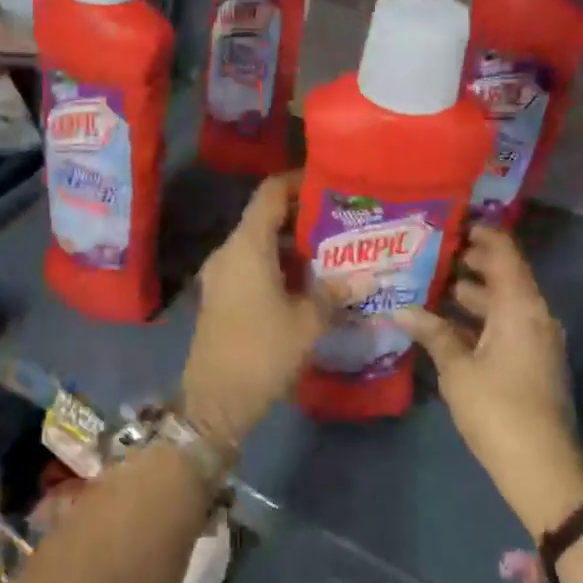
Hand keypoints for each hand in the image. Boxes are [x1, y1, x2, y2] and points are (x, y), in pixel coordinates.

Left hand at [181, 172, 333, 452]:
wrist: (215, 400)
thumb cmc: (262, 351)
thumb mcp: (308, 321)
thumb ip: (335, 292)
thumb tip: (367, 278)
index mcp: (247, 245)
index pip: (270, 193)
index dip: (297, 181)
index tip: (328, 183)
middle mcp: (229, 251)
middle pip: (265, 217)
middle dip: (302, 216)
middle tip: (341, 220)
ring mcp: (221, 274)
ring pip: (259, 243)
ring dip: (292, 243)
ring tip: (332, 250)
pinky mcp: (221, 295)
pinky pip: (251, 265)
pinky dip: (278, 264)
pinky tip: (308, 280)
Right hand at [395, 226, 582, 535]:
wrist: (540, 467)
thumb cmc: (497, 408)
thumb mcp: (457, 368)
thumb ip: (432, 332)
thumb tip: (401, 309)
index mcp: (520, 308)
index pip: (505, 255)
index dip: (483, 235)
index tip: (454, 220)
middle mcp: (534, 316)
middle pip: (504, 276)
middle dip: (471, 261)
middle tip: (433, 249)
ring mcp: (536, 341)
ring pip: (503, 303)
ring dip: (473, 292)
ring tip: (433, 281)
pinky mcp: (531, 362)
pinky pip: (505, 324)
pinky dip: (479, 317)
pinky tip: (446, 322)